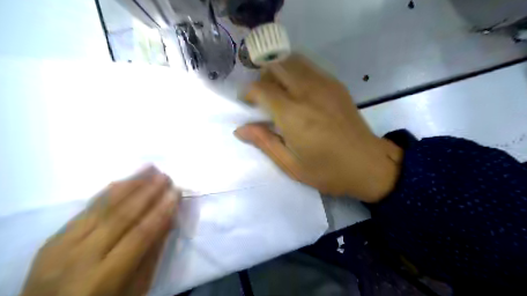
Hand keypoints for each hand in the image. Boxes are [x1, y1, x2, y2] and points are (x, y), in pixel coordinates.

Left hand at [19, 167, 181, 295]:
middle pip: (120, 216)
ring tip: (149, 169)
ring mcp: (61, 246)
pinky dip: (108, 192)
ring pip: (101, 207)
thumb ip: (152, 254)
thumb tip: (168, 220)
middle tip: (165, 175)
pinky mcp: (53, 238)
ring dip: (129, 185)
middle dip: (147, 192)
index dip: (161, 211)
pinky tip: (124, 180)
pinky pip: (85, 209)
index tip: (176, 192)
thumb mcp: (134, 289)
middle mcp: (79, 258)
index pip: (140, 234)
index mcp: (103, 277)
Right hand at [235, 55, 404, 202]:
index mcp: (293, 115)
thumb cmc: (328, 170)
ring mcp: (324, 85)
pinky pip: (309, 67)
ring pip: (292, 61)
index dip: (248, 92)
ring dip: (279, 70)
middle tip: (262, 96)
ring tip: (278, 91)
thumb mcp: (291, 165)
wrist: (368, 164)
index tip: (246, 103)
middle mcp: (307, 92)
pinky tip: (298, 91)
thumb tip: (240, 129)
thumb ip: (264, 143)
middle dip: (262, 77)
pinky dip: (296, 71)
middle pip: (276, 66)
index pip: (261, 88)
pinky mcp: (336, 84)